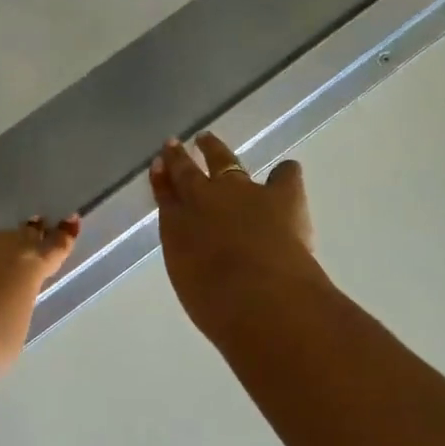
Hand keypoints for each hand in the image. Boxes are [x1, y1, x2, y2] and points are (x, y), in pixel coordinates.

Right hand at [150, 134, 322, 345]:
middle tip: (174, 145)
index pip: (165, 196)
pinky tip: (286, 171)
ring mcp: (241, 192)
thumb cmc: (218, 305)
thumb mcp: (191, 283)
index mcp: (176, 225)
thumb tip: (202, 258)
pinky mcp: (280, 196)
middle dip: (179, 158)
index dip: (161, 181)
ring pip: (223, 161)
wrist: (259, 295)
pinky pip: (283, 176)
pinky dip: (284, 174)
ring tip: (208, 140)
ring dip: (215, 150)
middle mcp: (203, 199)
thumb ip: (193, 263)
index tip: (158, 167)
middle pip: (187, 172)